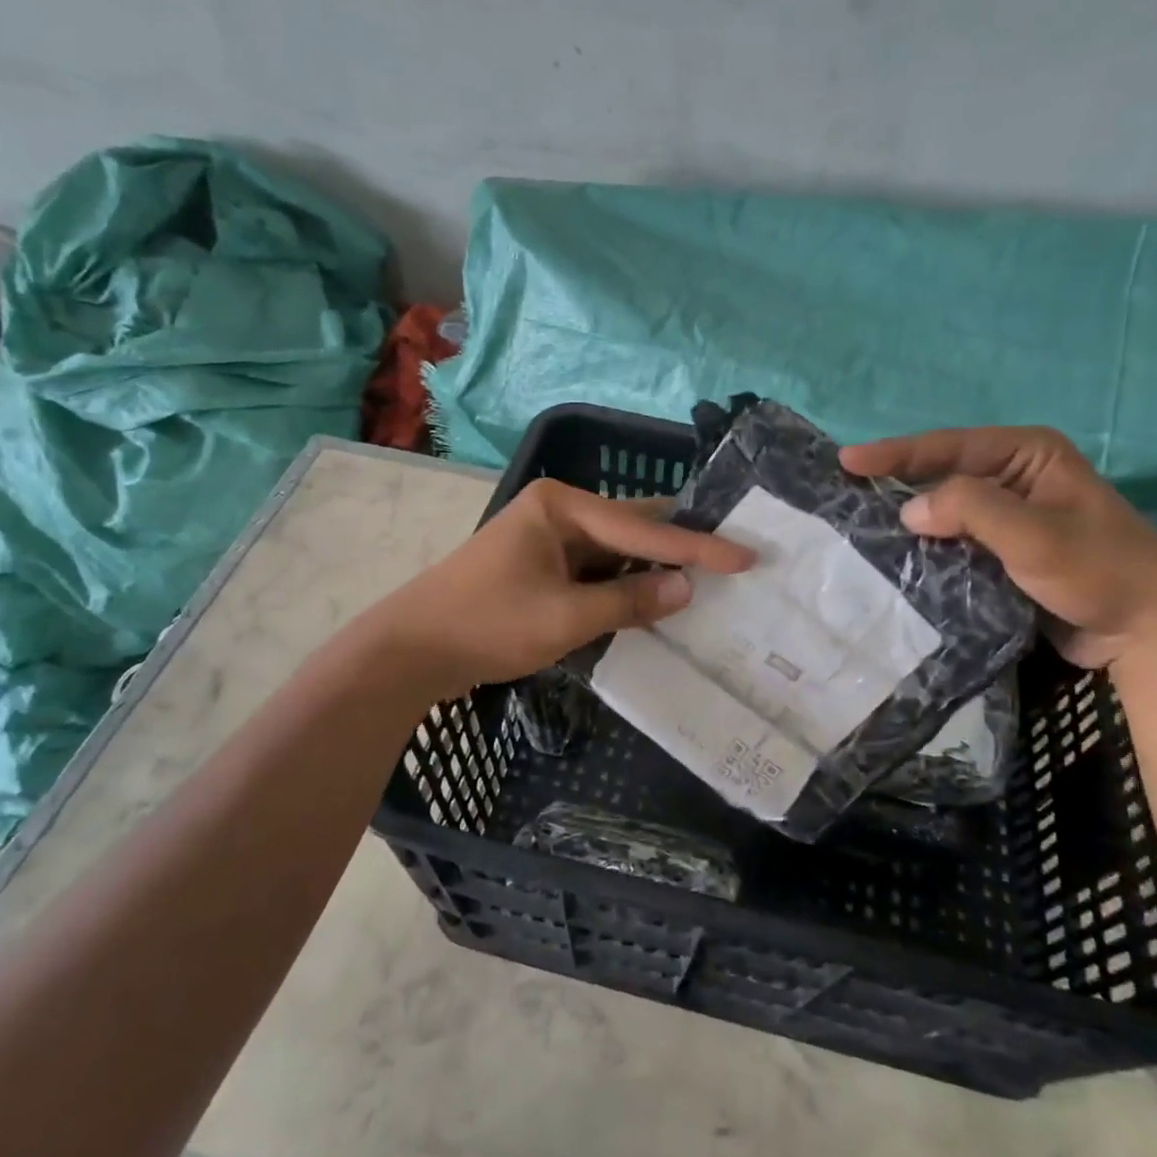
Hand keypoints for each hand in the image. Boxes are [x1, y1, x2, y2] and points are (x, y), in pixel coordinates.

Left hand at [367, 479, 753, 698]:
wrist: (410, 650)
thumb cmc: (487, 625)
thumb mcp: (566, 617)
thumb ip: (629, 600)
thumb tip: (687, 588)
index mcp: (561, 506)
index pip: (643, 527)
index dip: (697, 547)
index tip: (746, 556)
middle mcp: (557, 511)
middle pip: (631, 527)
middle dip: (679, 545)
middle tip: (733, 554)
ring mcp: (546, 538)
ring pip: (615, 550)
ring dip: (652, 567)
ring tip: (707, 577)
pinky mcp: (540, 567)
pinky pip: (595, 570)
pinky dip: (624, 585)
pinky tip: (655, 597)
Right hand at [841, 427, 1156, 669]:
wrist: (1147, 630)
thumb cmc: (1099, 569)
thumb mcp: (1034, 533)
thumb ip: (971, 510)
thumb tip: (908, 509)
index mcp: (1027, 454)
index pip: (949, 447)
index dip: (895, 453)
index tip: (846, 461)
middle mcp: (1015, 477)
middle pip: (942, 474)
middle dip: (896, 483)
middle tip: (844, 492)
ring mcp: (1010, 516)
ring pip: (945, 509)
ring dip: (909, 518)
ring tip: (857, 523)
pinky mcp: (1004, 551)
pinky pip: (955, 540)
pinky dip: (927, 546)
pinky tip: (896, 555)